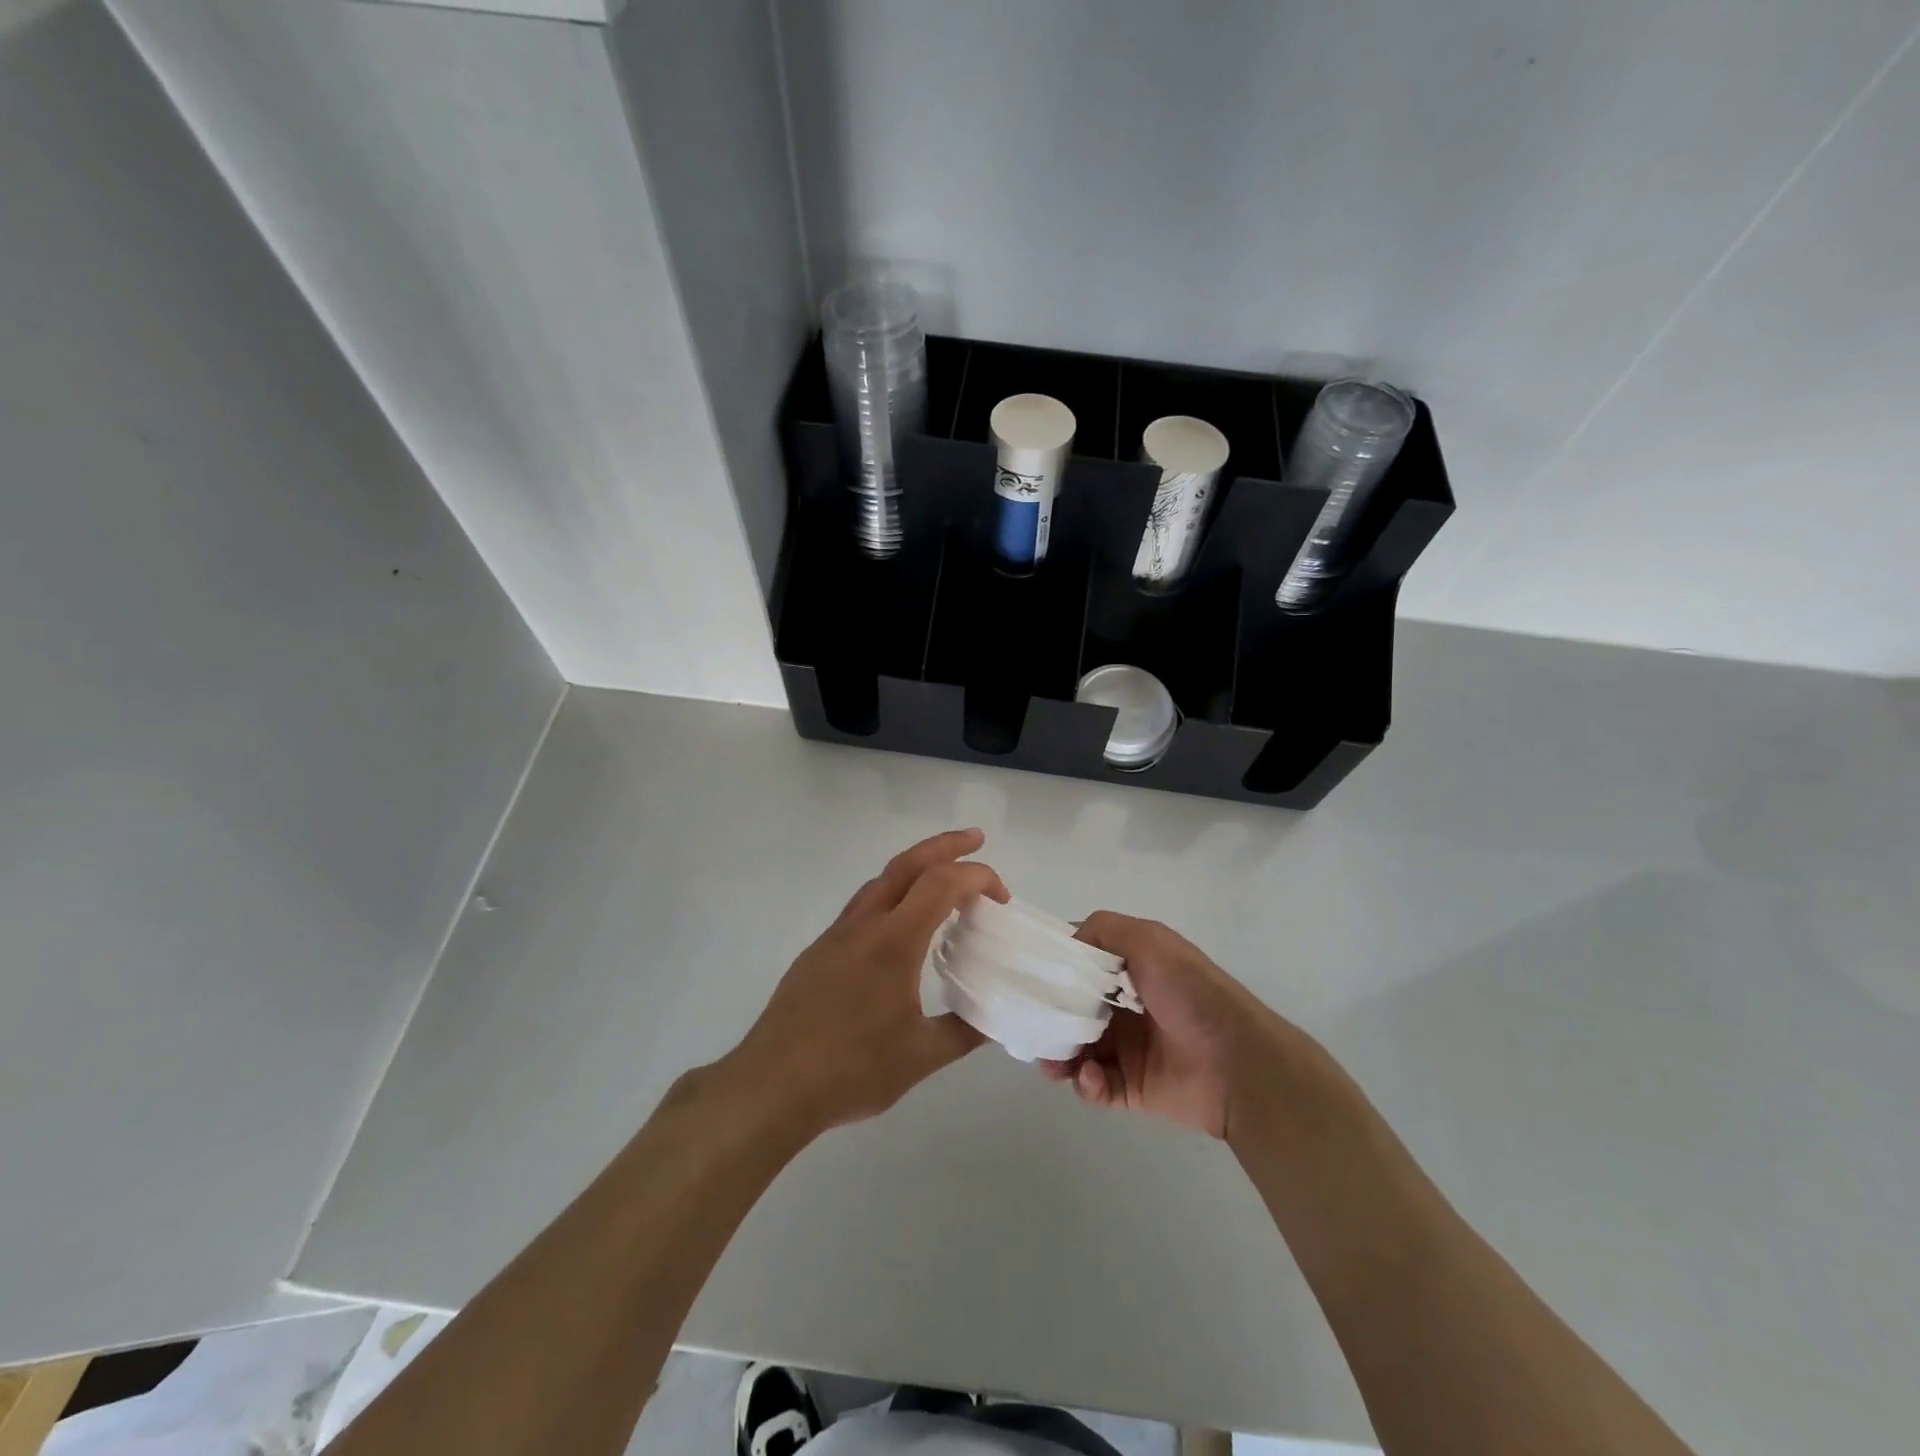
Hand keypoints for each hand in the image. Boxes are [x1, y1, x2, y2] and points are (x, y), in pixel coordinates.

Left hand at [727, 829, 1005, 1132]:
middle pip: (907, 863)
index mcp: (894, 942)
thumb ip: (964, 1032)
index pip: (941, 884)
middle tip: (977, 839)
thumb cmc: (851, 1070)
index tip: (1001, 897)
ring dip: (916, 867)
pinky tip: (900, 925)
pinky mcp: (819, 951)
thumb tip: (994, 1020)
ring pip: (880, 880)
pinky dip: (892, 894)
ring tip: (942, 878)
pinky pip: (862, 905)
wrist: (772, 1085)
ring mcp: (836, 935)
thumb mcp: (921, 1058)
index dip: (977, 877)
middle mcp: (864, 925)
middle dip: (946, 844)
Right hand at [1042, 911, 1283, 1138]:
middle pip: (1073, 1009)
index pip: (1083, 964)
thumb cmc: (1190, 991)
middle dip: (1050, 1016)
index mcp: (1132, 969)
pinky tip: (1090, 1076)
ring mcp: (1128, 1049)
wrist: (1236, 1061)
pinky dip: (1085, 1082)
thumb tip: (1066, 943)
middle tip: (1029, 1023)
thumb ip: (1104, 929)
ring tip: (1051, 1061)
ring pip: (1077, 1050)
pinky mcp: (1131, 1088)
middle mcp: (1127, 1007)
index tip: (1026, 972)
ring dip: (1059, 1054)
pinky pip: (1095, 1086)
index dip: (1056, 967)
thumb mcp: (1149, 940)